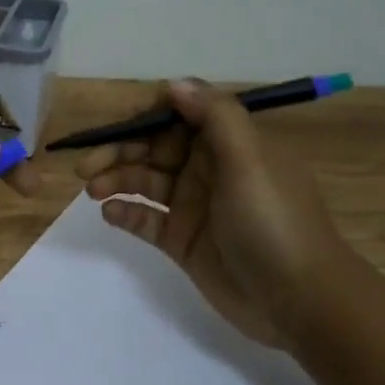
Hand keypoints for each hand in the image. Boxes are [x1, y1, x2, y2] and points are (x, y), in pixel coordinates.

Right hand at [77, 79, 359, 346]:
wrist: (298, 299)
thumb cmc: (274, 222)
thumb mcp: (249, 161)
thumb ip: (214, 117)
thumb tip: (174, 84)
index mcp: (229, 143)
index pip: (178, 115)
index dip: (144, 117)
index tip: (115, 129)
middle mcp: (208, 169)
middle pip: (153, 148)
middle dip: (119, 151)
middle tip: (86, 167)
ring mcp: (193, 206)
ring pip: (144, 182)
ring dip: (116, 180)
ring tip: (93, 191)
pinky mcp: (181, 240)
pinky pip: (145, 219)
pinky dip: (125, 213)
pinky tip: (110, 215)